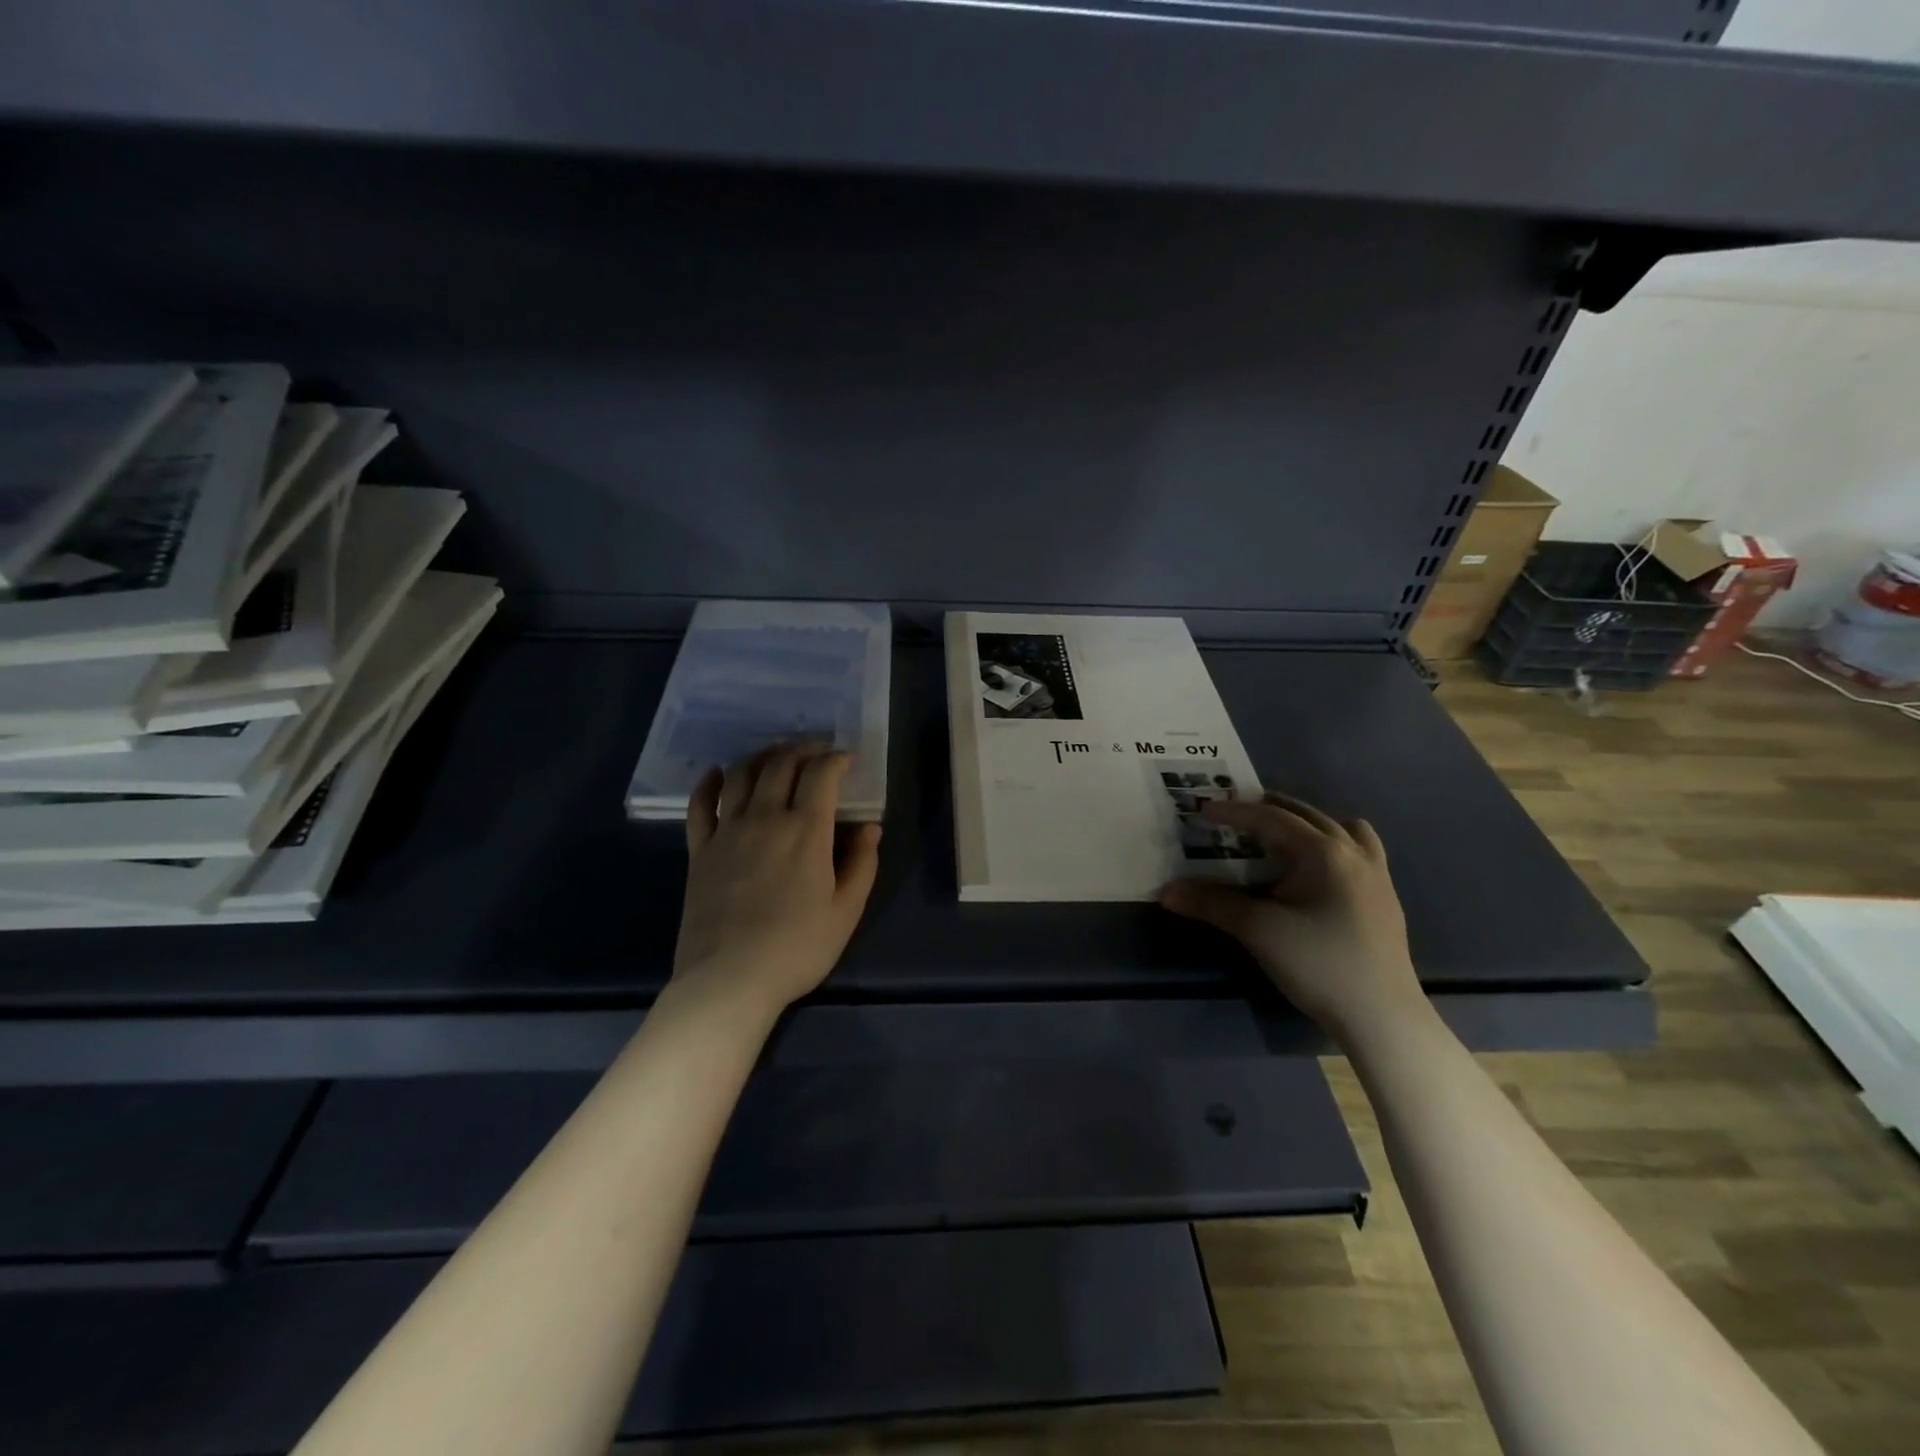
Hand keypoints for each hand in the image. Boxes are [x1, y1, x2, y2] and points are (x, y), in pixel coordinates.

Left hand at [674, 743, 881, 1020]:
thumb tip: (870, 827)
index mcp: (806, 830)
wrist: (729, 979)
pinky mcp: (699, 850)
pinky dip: (709, 783)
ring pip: (741, 775)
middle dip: (803, 749)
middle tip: (816, 751)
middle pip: (781, 764)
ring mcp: (727, 831)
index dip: (836, 759)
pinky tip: (716, 774)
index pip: (821, 774)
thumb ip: (862, 863)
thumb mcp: (846, 911)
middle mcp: (765, 818)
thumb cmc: (797, 948)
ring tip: (775, 754)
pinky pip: (699, 805)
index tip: (847, 759)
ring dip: (761, 756)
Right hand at [1160, 793, 1421, 1036]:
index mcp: (1323, 852)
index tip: (1204, 808)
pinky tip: (1318, 869)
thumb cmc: (1318, 963)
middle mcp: (1354, 853)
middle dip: (1269, 809)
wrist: (1382, 1017)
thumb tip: (1167, 891)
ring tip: (1282, 833)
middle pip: (1307, 815)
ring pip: (1341, 828)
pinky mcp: (1384, 899)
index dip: (1235, 811)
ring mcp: (1376, 875)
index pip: (1271, 819)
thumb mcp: (1258, 930)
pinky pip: (1359, 851)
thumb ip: (1212, 904)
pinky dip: (1334, 844)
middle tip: (1237, 813)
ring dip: (1307, 822)